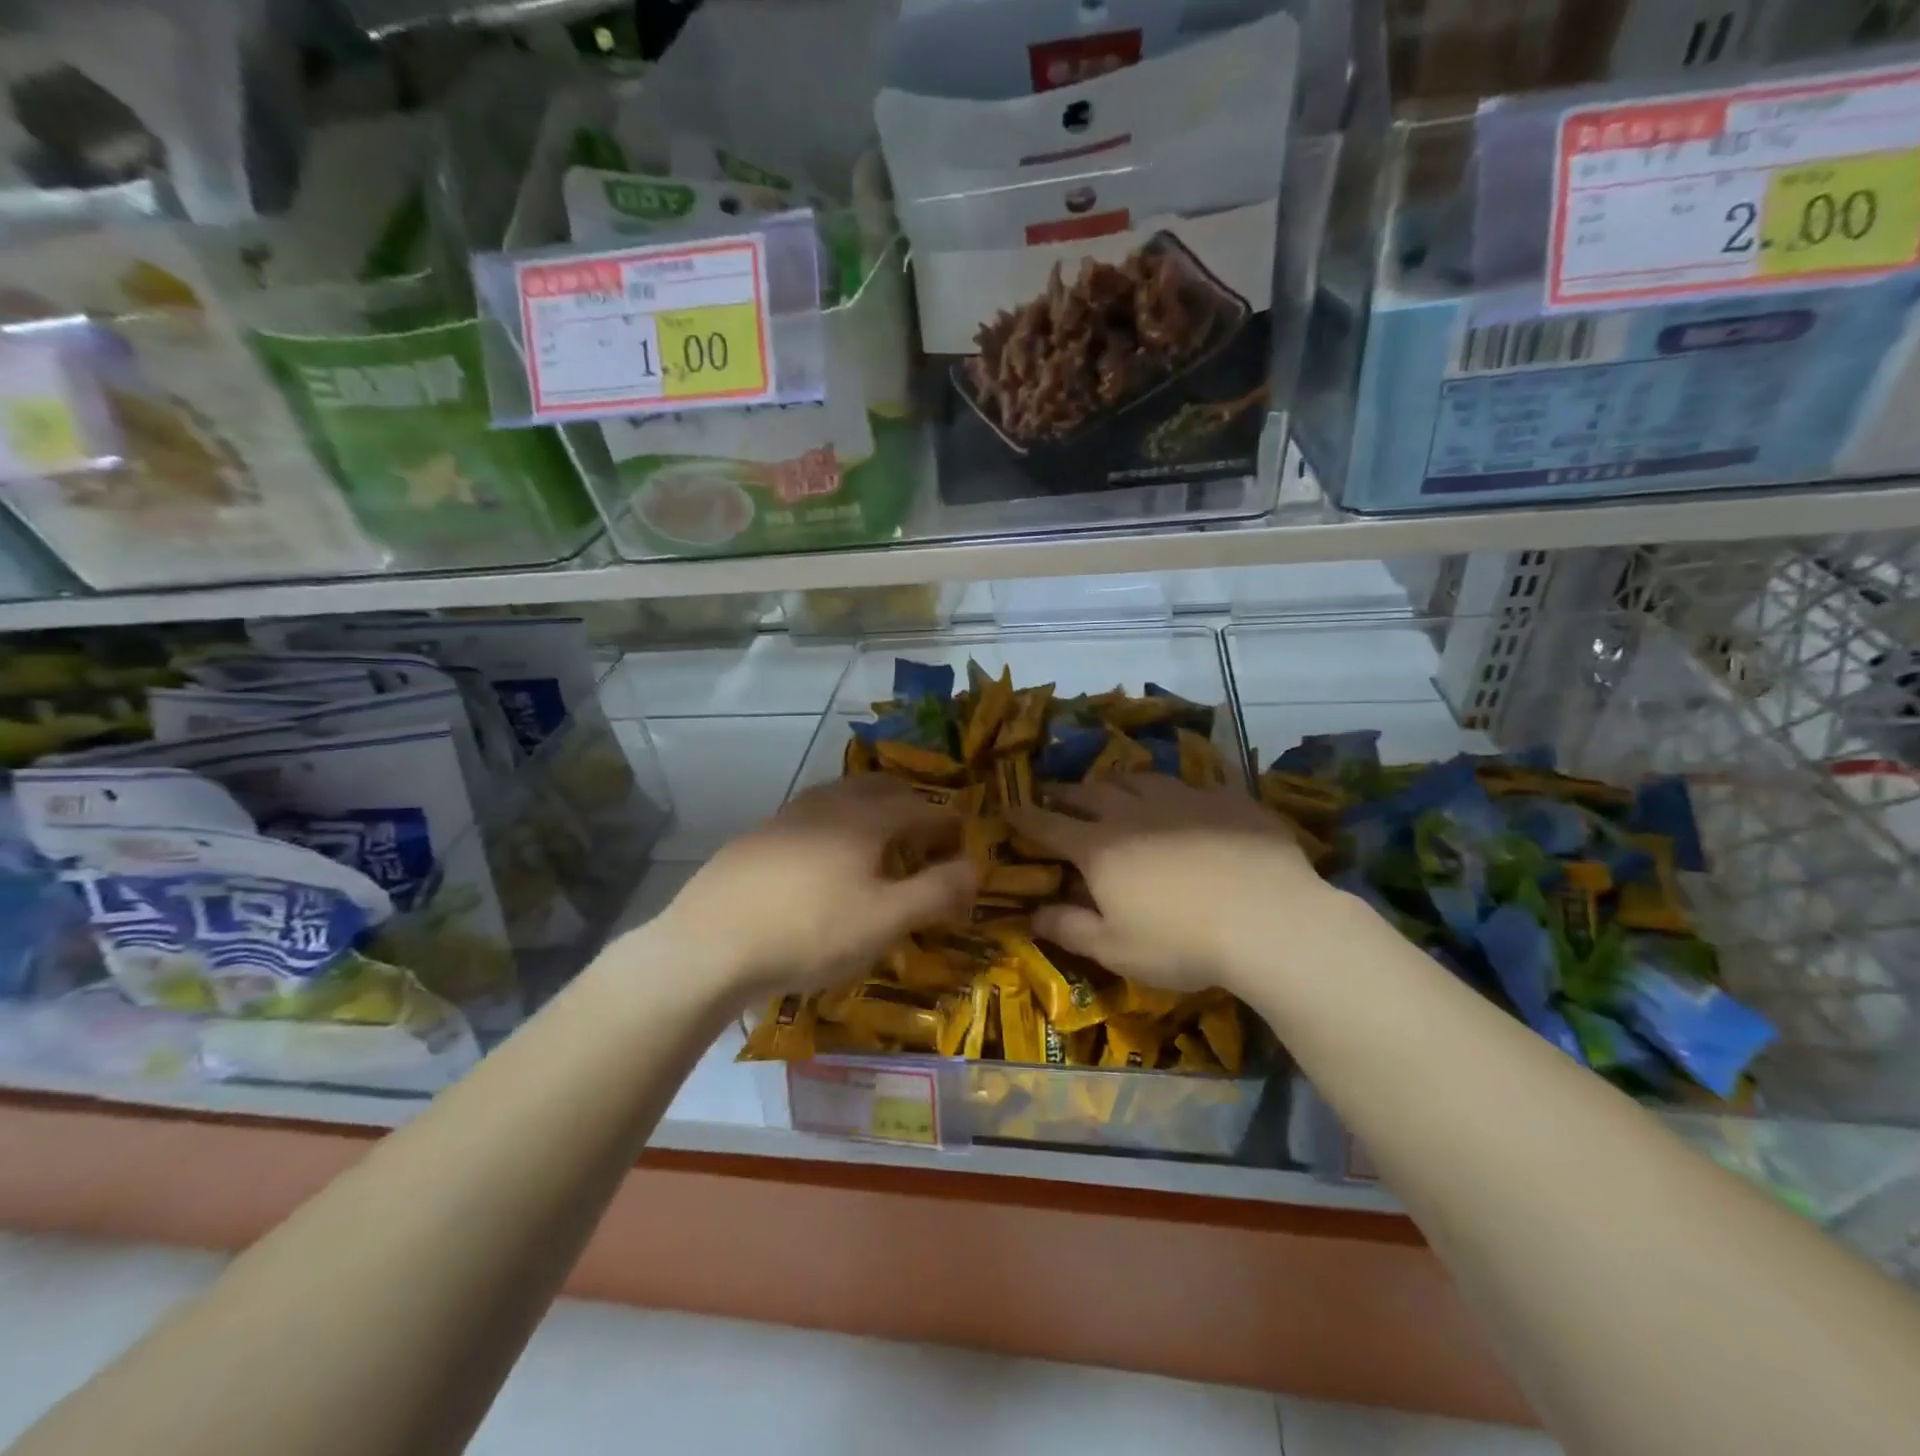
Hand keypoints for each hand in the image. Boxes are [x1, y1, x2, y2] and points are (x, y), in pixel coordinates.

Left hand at [655, 775, 977, 1001]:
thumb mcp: (885, 921)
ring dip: (868, 811)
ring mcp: (785, 818)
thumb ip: (937, 892)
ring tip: (878, 841)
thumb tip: (976, 868)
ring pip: (839, 798)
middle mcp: (827, 804)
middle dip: (909, 805)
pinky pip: (808, 819)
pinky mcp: (755, 838)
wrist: (708, 945)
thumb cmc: (810, 932)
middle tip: (924, 833)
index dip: (948, 823)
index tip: (962, 841)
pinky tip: (822, 860)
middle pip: (878, 788)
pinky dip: (833, 827)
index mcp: (864, 818)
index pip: (921, 807)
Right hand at [1009, 775, 1332, 996]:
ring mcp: (1182, 800)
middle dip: (1067, 793)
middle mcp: (1134, 814)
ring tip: (1113, 789)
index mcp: (1100, 848)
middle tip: (1057, 795)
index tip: (1010, 809)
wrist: (1269, 921)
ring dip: (1117, 783)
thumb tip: (1033, 913)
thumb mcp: (1115, 949)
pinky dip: (1175, 789)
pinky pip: (1192, 783)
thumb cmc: (1181, 942)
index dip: (1026, 817)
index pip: (1050, 825)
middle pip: (1090, 793)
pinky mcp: (1226, 799)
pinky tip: (1183, 797)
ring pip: (1139, 779)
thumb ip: (1069, 928)